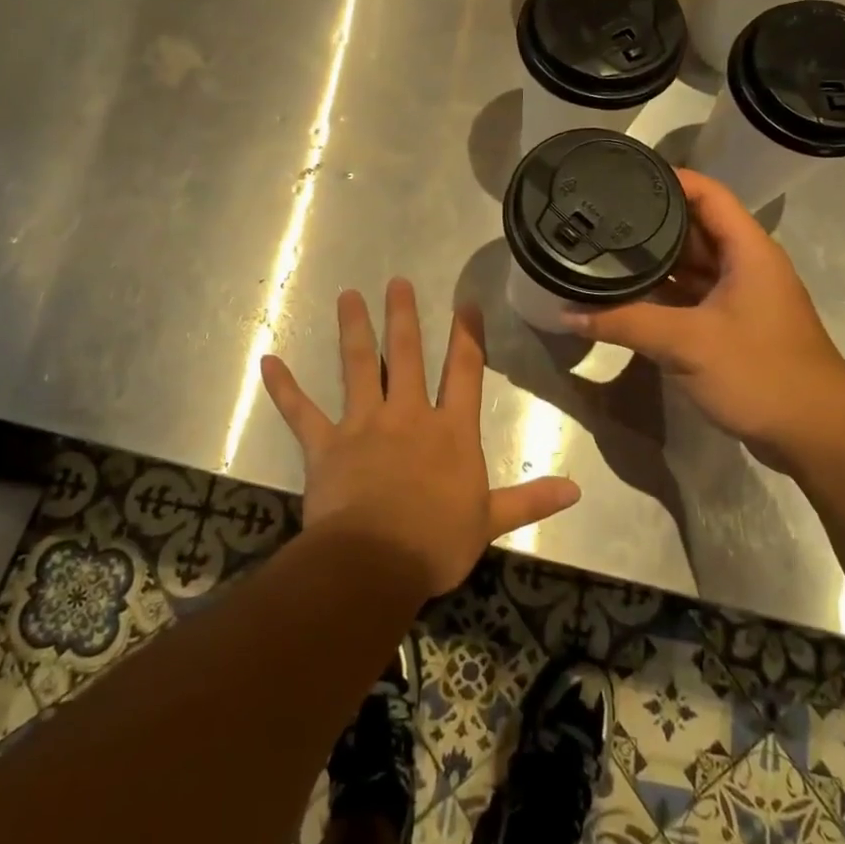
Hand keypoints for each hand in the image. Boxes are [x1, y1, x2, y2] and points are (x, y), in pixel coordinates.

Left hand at [260, 279, 581, 596]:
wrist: (376, 562)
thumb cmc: (437, 541)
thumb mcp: (490, 521)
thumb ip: (530, 500)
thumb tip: (576, 490)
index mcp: (450, 431)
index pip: (464, 372)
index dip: (466, 336)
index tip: (465, 304)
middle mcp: (408, 415)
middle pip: (406, 355)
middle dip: (403, 316)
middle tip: (396, 282)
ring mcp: (363, 424)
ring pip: (358, 366)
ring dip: (353, 330)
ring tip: (348, 296)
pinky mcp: (325, 444)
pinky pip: (301, 411)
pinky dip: (284, 387)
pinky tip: (268, 361)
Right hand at [565, 170, 844, 470]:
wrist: (816, 435)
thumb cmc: (761, 373)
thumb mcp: (687, 343)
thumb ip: (626, 324)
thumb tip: (567, 313)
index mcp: (748, 250)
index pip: (707, 193)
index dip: (668, 178)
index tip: (622, 175)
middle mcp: (745, 265)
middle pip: (694, 228)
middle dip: (650, 222)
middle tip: (599, 215)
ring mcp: (739, 298)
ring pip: (690, 266)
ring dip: (653, 261)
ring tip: (603, 250)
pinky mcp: (732, 327)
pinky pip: (690, 297)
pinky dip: (661, 295)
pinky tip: (625, 296)